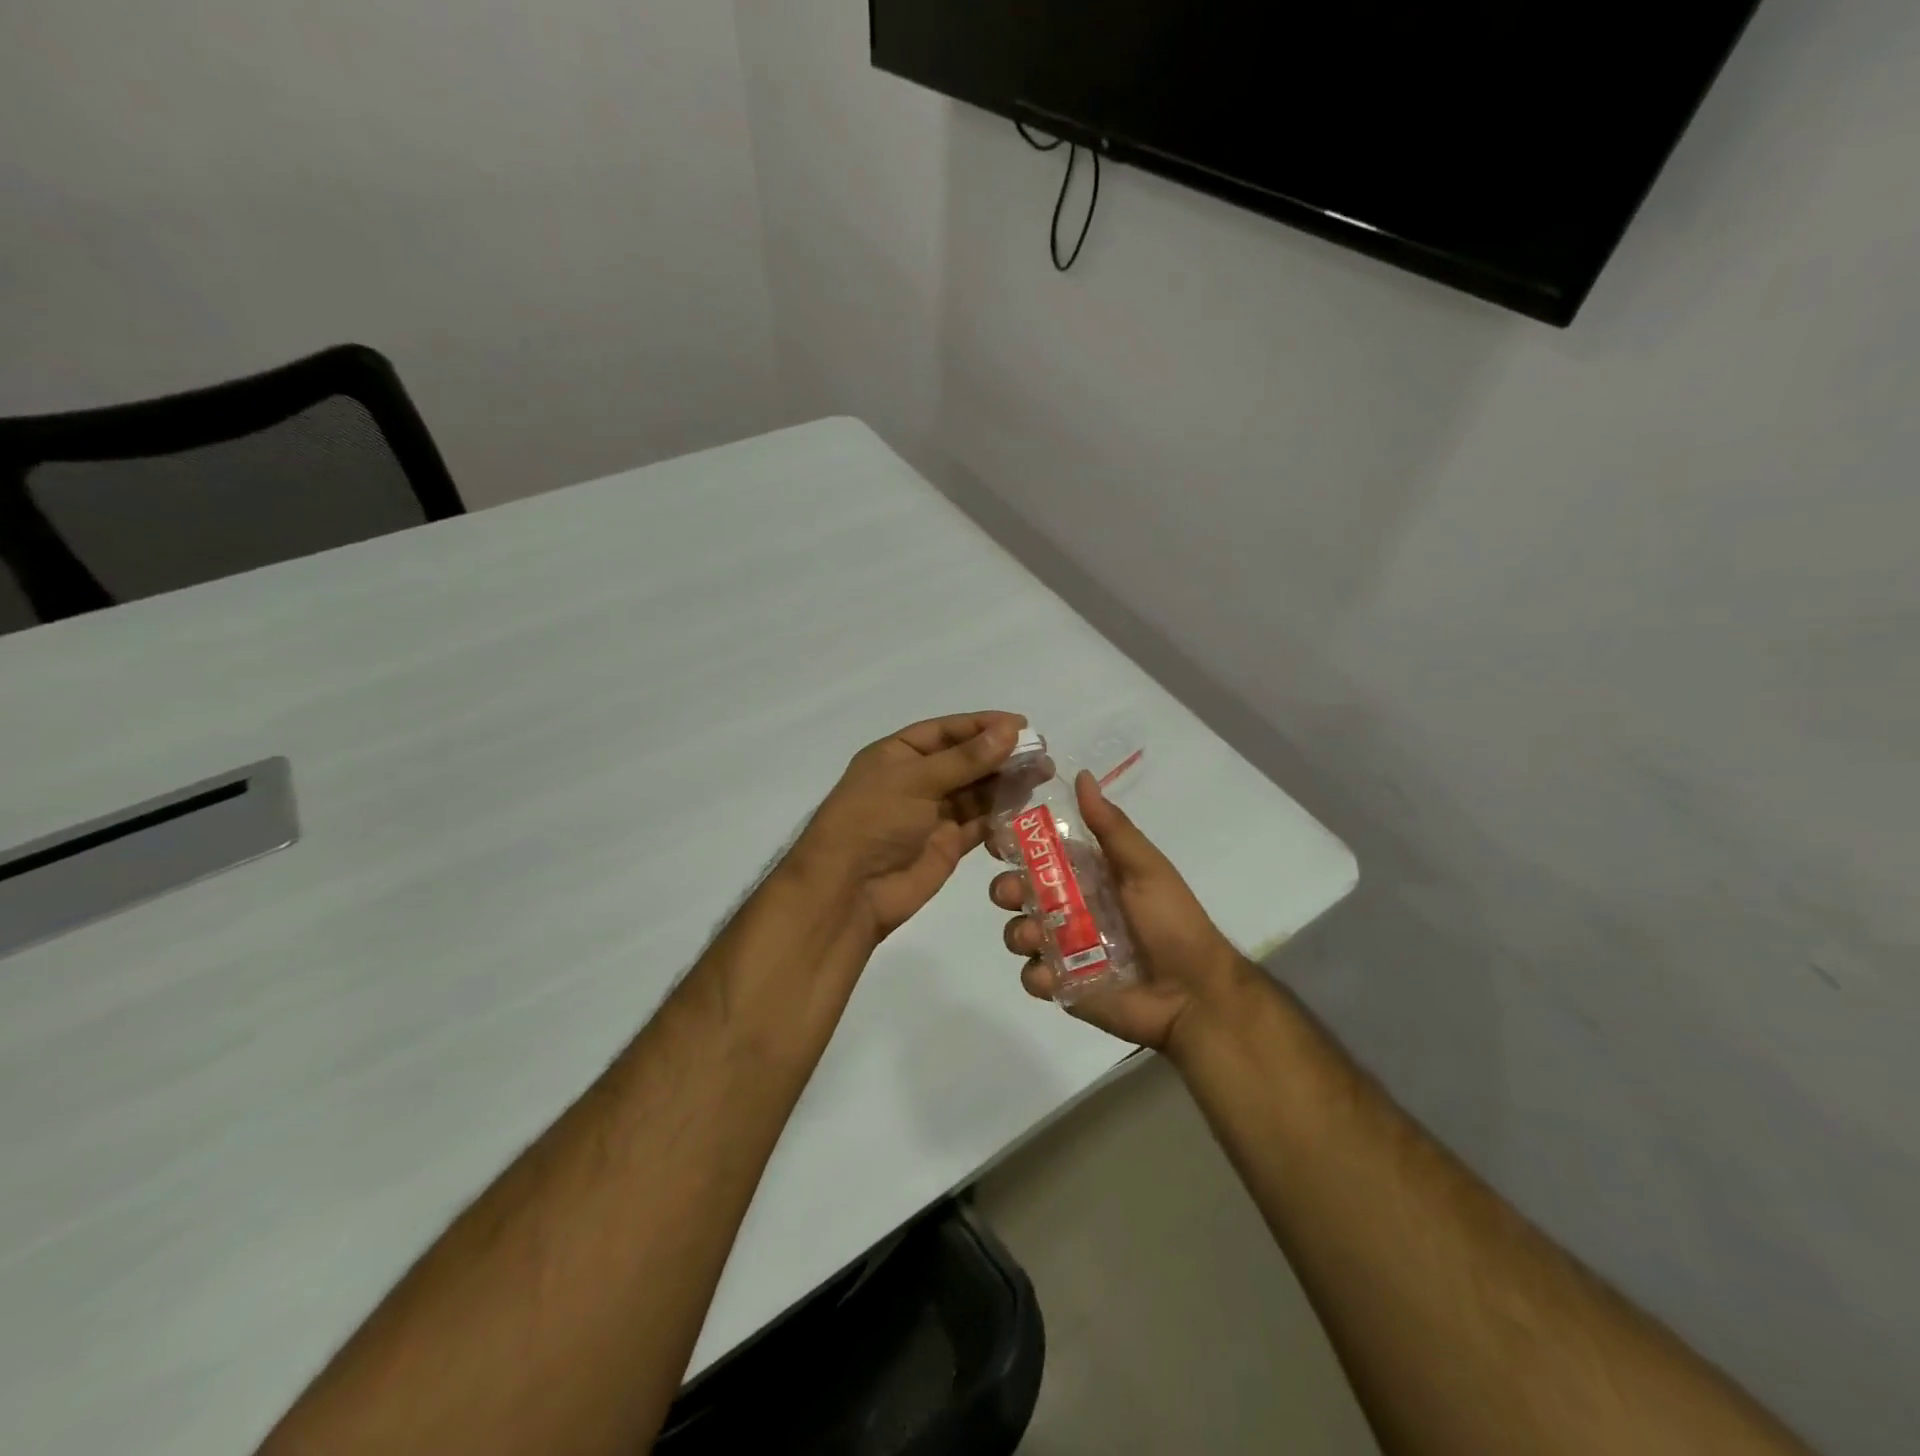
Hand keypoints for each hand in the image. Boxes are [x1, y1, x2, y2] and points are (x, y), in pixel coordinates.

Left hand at [794, 712, 1025, 943]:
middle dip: (1001, 754)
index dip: (982, 725)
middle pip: (966, 760)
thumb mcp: (915, 781)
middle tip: (1042, 752)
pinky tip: (1027, 803)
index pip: (946, 731)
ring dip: (1006, 782)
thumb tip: (1010, 731)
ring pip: (977, 791)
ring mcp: (933, 813)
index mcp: (898, 754)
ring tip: (1043, 773)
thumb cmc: (873, 821)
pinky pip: (980, 822)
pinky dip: (1001, 813)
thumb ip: (966, 759)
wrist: (849, 891)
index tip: (1021, 724)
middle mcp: (917, 780)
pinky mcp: (948, 844)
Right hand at [991, 771, 1248, 1052]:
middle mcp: (1070, 908)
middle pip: (1021, 892)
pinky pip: (1033, 977)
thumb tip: (1081, 775)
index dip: (1016, 845)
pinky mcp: (1064, 987)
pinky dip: (1036, 975)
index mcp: (1088, 876)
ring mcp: (1064, 949)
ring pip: (1019, 932)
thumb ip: (1110, 827)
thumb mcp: (1145, 867)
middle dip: (1008, 889)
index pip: (1041, 854)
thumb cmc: (1172, 922)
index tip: (998, 841)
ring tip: (1035, 937)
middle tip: (1013, 894)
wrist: (1195, 993)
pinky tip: (1052, 975)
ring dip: (1018, 931)